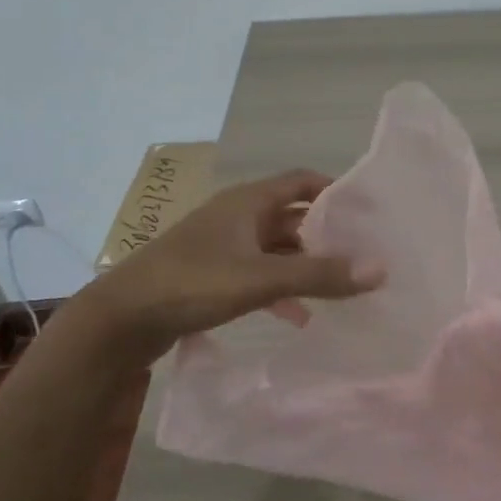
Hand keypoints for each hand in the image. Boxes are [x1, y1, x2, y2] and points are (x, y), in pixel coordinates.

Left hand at [95, 168, 383, 348]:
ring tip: (338, 289)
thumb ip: (320, 274)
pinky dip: (280, 289)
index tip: (366, 212)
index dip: (334, 191)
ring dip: (304, 266)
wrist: (119, 320)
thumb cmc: (192, 283)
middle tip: (361, 256)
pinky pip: (257, 274)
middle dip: (325, 236)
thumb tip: (381, 268)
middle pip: (292, 216)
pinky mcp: (210, 275)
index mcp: (247, 201)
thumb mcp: (262, 279)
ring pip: (275, 249)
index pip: (301, 181)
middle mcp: (236, 216)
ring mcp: (221, 246)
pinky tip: (298, 317)